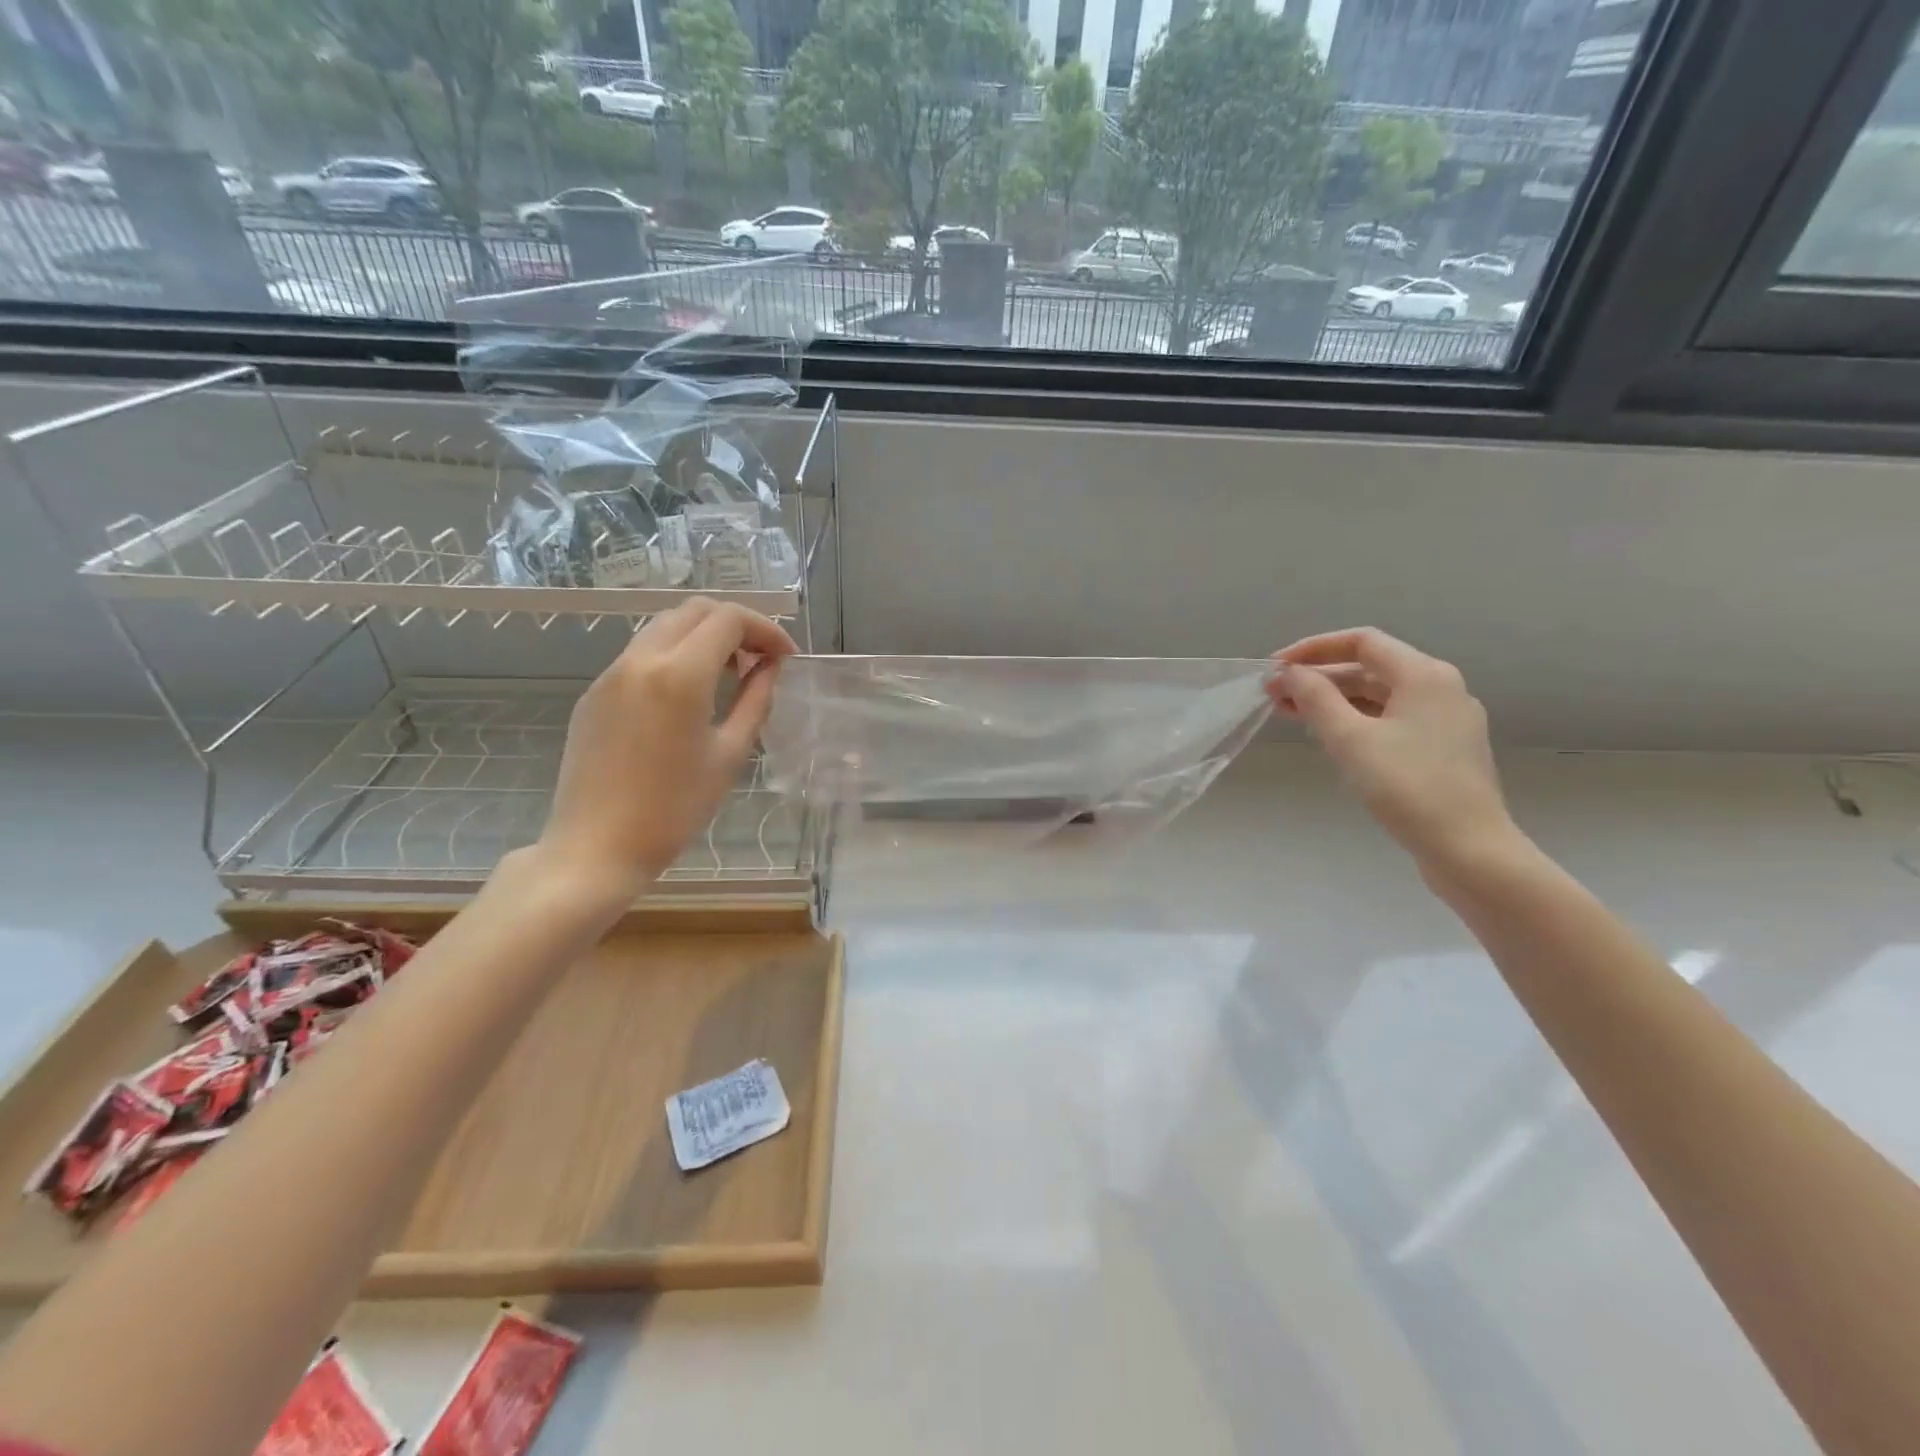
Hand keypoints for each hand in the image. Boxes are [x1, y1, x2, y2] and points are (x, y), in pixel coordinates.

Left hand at [537, 599, 796, 899]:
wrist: (596, 847)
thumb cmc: (674, 809)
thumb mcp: (730, 754)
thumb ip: (756, 700)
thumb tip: (771, 667)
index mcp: (680, 675)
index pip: (728, 619)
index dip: (766, 629)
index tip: (786, 657)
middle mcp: (641, 660)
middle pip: (695, 610)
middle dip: (736, 625)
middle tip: (761, 659)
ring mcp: (611, 673)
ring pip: (665, 626)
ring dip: (704, 636)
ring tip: (729, 674)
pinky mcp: (595, 692)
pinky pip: (642, 653)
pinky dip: (675, 654)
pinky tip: (690, 694)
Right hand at [1268, 628, 1520, 871]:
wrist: (1469, 850)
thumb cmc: (1408, 788)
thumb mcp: (1350, 739)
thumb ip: (1316, 699)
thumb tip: (1291, 674)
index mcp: (1424, 675)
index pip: (1362, 642)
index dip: (1313, 649)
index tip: (1276, 667)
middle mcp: (1440, 688)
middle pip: (1370, 668)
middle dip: (1319, 678)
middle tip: (1274, 695)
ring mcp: (1446, 721)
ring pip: (1379, 696)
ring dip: (1333, 700)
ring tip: (1290, 714)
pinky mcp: (1443, 749)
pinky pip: (1391, 720)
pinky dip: (1356, 720)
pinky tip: (1330, 737)